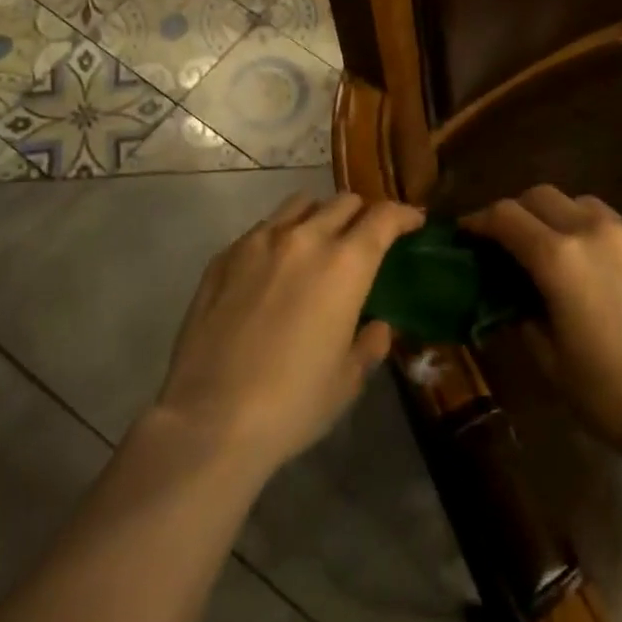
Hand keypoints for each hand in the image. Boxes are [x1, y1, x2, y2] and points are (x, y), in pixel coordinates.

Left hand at [154, 192, 423, 475]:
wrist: (208, 420)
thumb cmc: (292, 404)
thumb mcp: (347, 381)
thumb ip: (369, 344)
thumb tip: (376, 326)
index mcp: (344, 264)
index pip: (383, 217)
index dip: (403, 215)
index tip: (413, 222)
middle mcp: (304, 239)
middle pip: (343, 202)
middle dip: (363, 215)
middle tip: (365, 240)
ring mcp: (258, 242)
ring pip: (300, 204)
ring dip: (320, 216)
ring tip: (319, 244)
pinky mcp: (223, 257)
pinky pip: (262, 229)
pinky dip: (280, 236)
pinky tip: (274, 269)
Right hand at [463, 186, 621, 465]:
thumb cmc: (610, 392)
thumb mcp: (550, 361)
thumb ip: (524, 318)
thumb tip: (515, 301)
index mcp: (558, 257)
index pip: (506, 216)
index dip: (479, 221)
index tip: (466, 234)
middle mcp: (593, 231)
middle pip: (541, 196)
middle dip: (516, 212)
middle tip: (505, 241)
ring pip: (580, 203)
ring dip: (556, 215)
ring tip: (552, 250)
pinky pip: (613, 224)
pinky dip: (591, 231)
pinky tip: (594, 267)